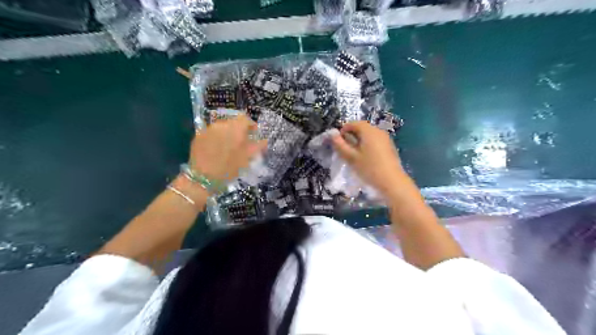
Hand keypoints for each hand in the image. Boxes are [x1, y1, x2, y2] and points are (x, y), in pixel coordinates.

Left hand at [190, 115, 266, 182]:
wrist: (202, 178)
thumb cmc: (229, 169)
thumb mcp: (246, 159)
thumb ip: (257, 147)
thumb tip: (264, 140)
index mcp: (235, 128)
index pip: (245, 118)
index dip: (251, 125)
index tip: (253, 134)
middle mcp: (221, 124)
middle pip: (233, 122)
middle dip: (238, 130)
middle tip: (241, 142)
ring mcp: (208, 129)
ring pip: (221, 127)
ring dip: (227, 134)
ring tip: (228, 147)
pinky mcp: (198, 136)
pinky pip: (211, 133)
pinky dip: (216, 138)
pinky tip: (216, 150)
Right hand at [330, 122, 409, 197]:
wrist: (392, 182)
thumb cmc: (369, 168)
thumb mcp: (351, 157)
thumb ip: (340, 145)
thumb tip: (332, 135)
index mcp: (368, 131)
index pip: (353, 123)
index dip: (343, 130)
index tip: (338, 142)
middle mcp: (378, 131)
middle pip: (361, 128)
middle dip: (351, 135)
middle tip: (345, 149)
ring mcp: (386, 138)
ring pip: (368, 135)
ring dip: (359, 140)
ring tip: (354, 154)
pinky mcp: (389, 146)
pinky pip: (375, 140)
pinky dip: (367, 145)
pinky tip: (366, 157)